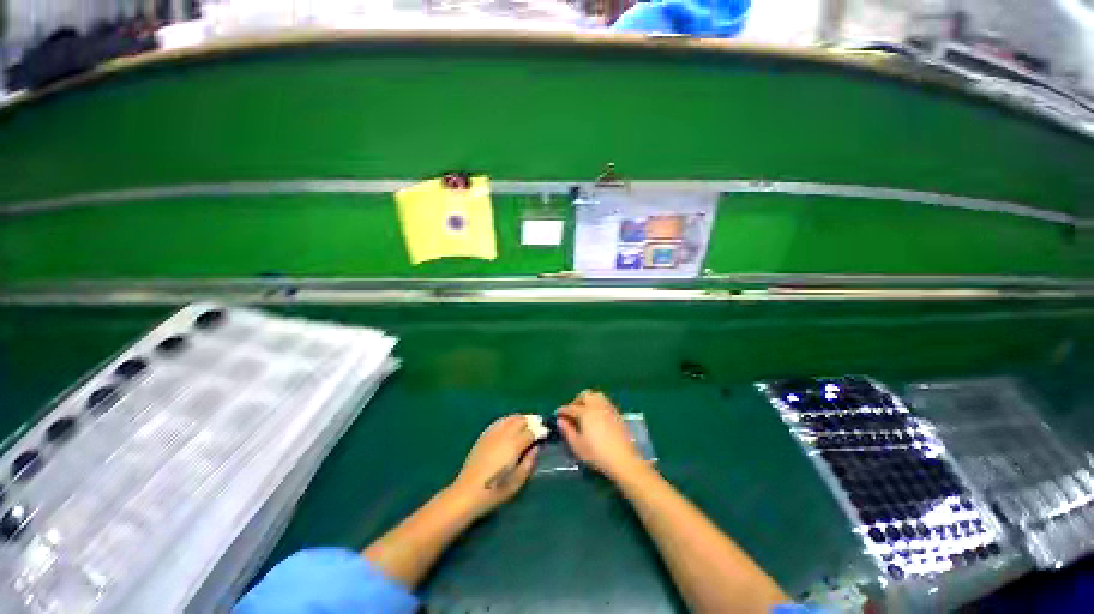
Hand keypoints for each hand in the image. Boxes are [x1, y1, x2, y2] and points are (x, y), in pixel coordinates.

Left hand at [449, 415, 538, 518]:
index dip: (540, 431)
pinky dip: (508, 420)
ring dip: (520, 418)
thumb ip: (529, 462)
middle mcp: (504, 434)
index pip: (531, 431)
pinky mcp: (484, 435)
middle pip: (521, 420)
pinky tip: (510, 425)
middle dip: (532, 421)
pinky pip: (499, 421)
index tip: (547, 433)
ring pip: (510, 418)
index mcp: (514, 445)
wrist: (467, 493)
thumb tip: (536, 447)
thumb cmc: (495, 491)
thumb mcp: (518, 481)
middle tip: (538, 426)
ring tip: (527, 424)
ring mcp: (492, 433)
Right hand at [556, 390, 644, 480]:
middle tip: (572, 412)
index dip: (562, 410)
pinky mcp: (617, 413)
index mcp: (585, 412)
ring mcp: (608, 408)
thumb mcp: (577, 445)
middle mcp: (597, 406)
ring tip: (584, 412)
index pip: (570, 408)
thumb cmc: (597, 454)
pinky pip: (605, 402)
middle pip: (585, 395)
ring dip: (588, 400)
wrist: (623, 459)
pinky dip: (597, 404)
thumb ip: (567, 431)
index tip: (557, 414)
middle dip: (576, 401)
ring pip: (596, 396)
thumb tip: (560, 420)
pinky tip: (596, 416)